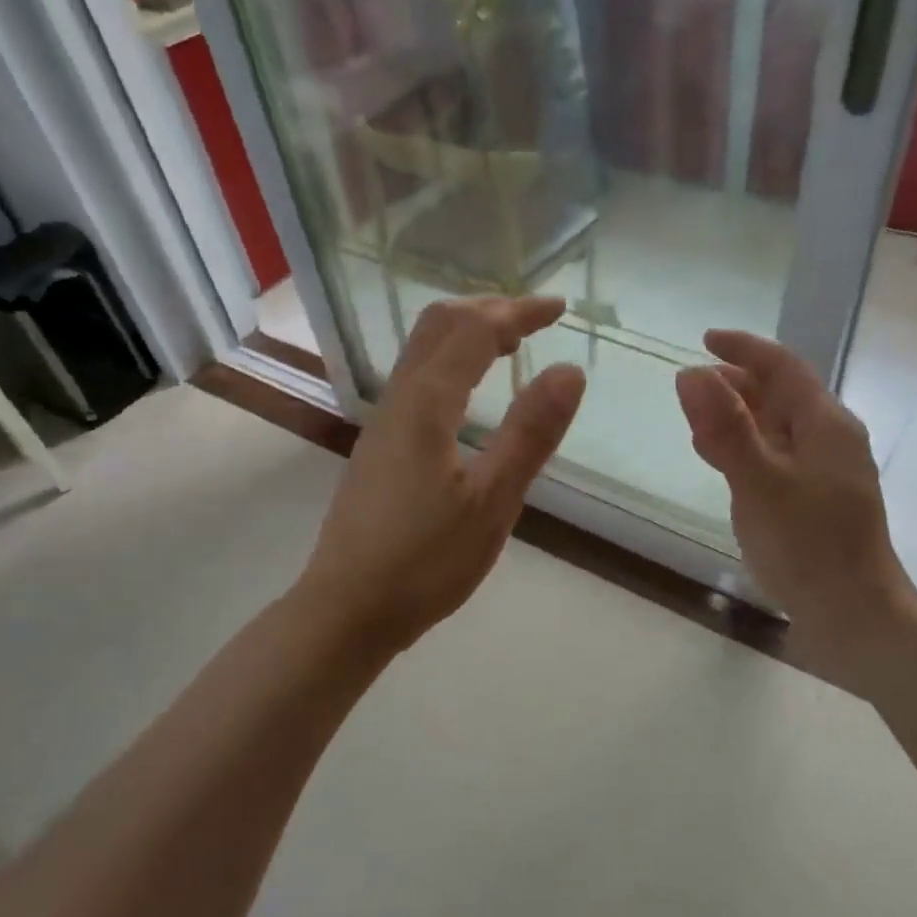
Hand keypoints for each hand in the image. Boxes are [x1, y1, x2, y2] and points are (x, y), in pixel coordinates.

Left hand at [297, 297, 585, 655]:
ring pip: (423, 351)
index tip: (560, 308)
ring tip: (509, 345)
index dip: (519, 311)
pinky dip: (452, 362)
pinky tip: (470, 396)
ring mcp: (382, 423)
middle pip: (439, 325)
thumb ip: (530, 433)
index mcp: (427, 404)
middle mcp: (398, 399)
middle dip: (489, 309)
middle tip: (536, 320)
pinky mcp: (379, 447)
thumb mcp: (492, 502)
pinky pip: (417, 378)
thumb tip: (569, 370)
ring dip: (467, 333)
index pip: (475, 330)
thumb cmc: (425, 561)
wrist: (348, 608)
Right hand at [676, 330, 916, 631]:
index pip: (782, 366)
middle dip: (737, 383)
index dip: (743, 349)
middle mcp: (830, 439)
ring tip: (699, 420)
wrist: (854, 614)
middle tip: (692, 385)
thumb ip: (725, 429)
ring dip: (740, 416)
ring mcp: (826, 471)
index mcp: (824, 423)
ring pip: (778, 426)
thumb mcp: (759, 483)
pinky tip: (724, 463)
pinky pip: (777, 456)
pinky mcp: (817, 500)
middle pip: (781, 394)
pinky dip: (747, 448)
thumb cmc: (808, 546)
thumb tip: (690, 373)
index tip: (703, 339)